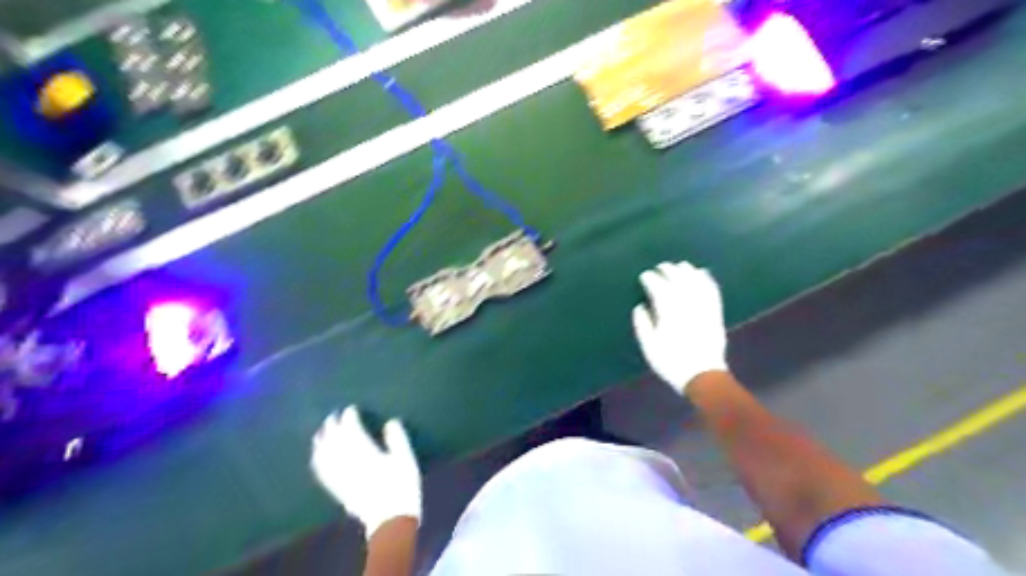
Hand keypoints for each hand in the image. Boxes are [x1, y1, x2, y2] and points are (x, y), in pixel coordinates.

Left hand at [314, 407, 424, 536]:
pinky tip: (317, 457)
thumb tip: (390, 422)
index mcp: (366, 453)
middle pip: (335, 441)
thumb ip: (397, 439)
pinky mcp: (338, 489)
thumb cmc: (402, 486)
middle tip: (332, 415)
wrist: (391, 519)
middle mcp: (349, 462)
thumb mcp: (406, 459)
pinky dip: (318, 461)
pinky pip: (323, 472)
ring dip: (322, 441)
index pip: (352, 431)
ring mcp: (341, 477)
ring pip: (325, 455)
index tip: (351, 409)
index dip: (350, 418)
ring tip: (321, 432)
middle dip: (332, 426)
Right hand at [634, 260, 727, 392]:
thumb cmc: (671, 362)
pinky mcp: (715, 312)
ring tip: (680, 265)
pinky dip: (707, 279)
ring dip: (687, 271)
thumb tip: (640, 307)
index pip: (658, 288)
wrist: (702, 375)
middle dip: (668, 270)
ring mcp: (703, 308)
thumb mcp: (649, 347)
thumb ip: (643, 324)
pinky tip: (703, 273)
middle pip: (677, 280)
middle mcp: (686, 305)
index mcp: (668, 313)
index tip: (644, 276)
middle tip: (660, 267)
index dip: (651, 279)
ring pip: (696, 282)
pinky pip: (712, 290)